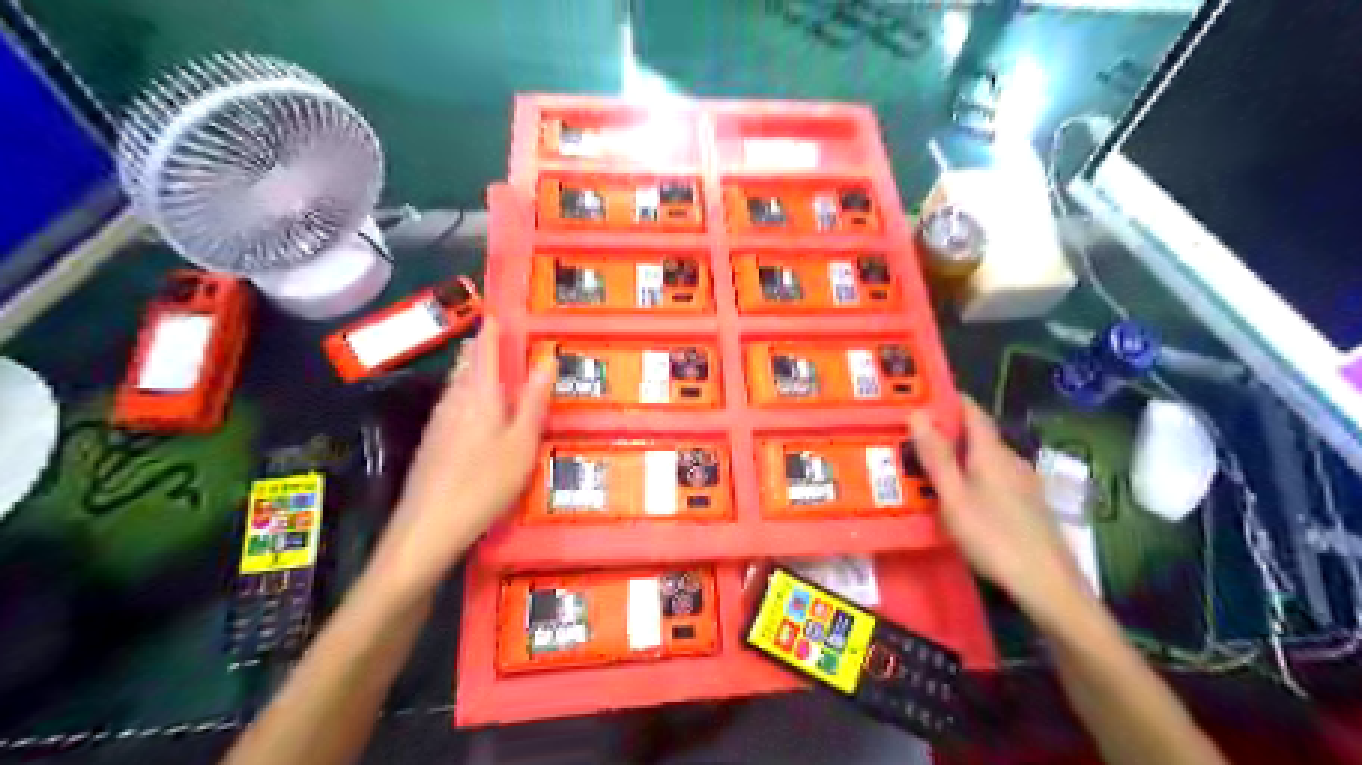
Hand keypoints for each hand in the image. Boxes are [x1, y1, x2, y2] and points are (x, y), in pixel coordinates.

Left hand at [369, 319, 555, 598]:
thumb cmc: (484, 483)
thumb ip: (533, 402)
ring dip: (469, 369)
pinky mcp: (432, 443)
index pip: (485, 352)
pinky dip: (463, 393)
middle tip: (492, 335)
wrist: (428, 527)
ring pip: (455, 384)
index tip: (497, 312)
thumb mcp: (521, 443)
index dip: (491, 331)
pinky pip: (450, 404)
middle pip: (466, 365)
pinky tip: (467, 407)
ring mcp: (439, 422)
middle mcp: (455, 401)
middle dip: (479, 348)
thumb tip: (545, 360)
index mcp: (480, 396)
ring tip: (482, 363)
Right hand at [909, 397, 1094, 617]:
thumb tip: (918, 412)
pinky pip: (996, 478)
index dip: (950, 400)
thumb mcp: (954, 497)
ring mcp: (1026, 483)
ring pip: (988, 459)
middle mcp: (1012, 460)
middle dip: (949, 432)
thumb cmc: (993, 537)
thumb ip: (936, 456)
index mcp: (992, 453)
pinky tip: (963, 497)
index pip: (972, 412)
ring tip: (932, 468)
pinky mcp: (1031, 505)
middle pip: (979, 436)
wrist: (1048, 584)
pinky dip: (975, 477)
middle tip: (916, 438)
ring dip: (962, 457)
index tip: (922, 397)